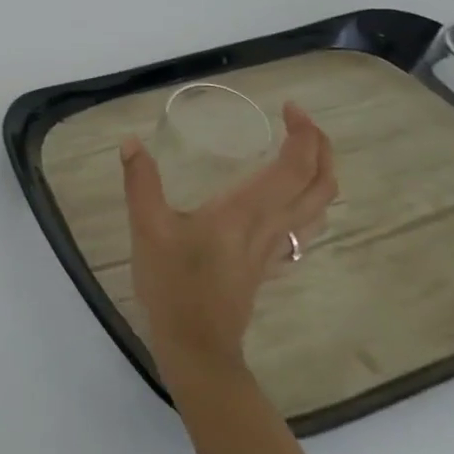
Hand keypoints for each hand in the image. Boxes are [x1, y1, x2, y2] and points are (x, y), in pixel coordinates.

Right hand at [122, 102, 336, 385]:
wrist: (196, 346)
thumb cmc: (173, 285)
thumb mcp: (148, 228)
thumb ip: (141, 182)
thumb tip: (131, 142)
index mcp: (246, 211)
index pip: (294, 167)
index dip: (302, 134)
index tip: (288, 108)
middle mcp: (270, 226)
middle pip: (320, 185)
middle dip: (322, 148)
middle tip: (301, 122)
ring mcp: (273, 249)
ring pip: (319, 209)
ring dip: (322, 175)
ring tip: (304, 153)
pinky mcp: (267, 266)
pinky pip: (303, 229)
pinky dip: (308, 205)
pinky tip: (289, 203)